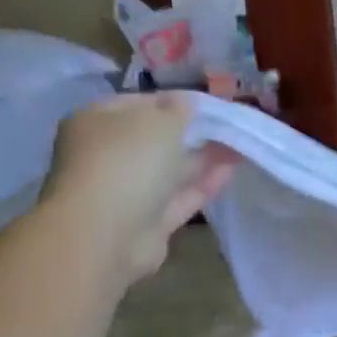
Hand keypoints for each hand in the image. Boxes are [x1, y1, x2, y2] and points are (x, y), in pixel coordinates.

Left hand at [40, 93, 236, 286]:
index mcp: (97, 121)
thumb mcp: (159, 121)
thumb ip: (178, 110)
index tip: (209, 105)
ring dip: (203, 158)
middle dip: (192, 133)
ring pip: (170, 170)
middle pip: (155, 139)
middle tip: (229, 127)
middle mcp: (107, 154)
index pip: (139, 104)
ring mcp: (126, 190)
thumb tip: (186, 103)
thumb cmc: (126, 162)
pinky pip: (179, 197)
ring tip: (239, 147)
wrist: (106, 234)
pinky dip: (203, 184)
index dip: (175, 102)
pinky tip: (230, 171)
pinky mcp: (147, 221)